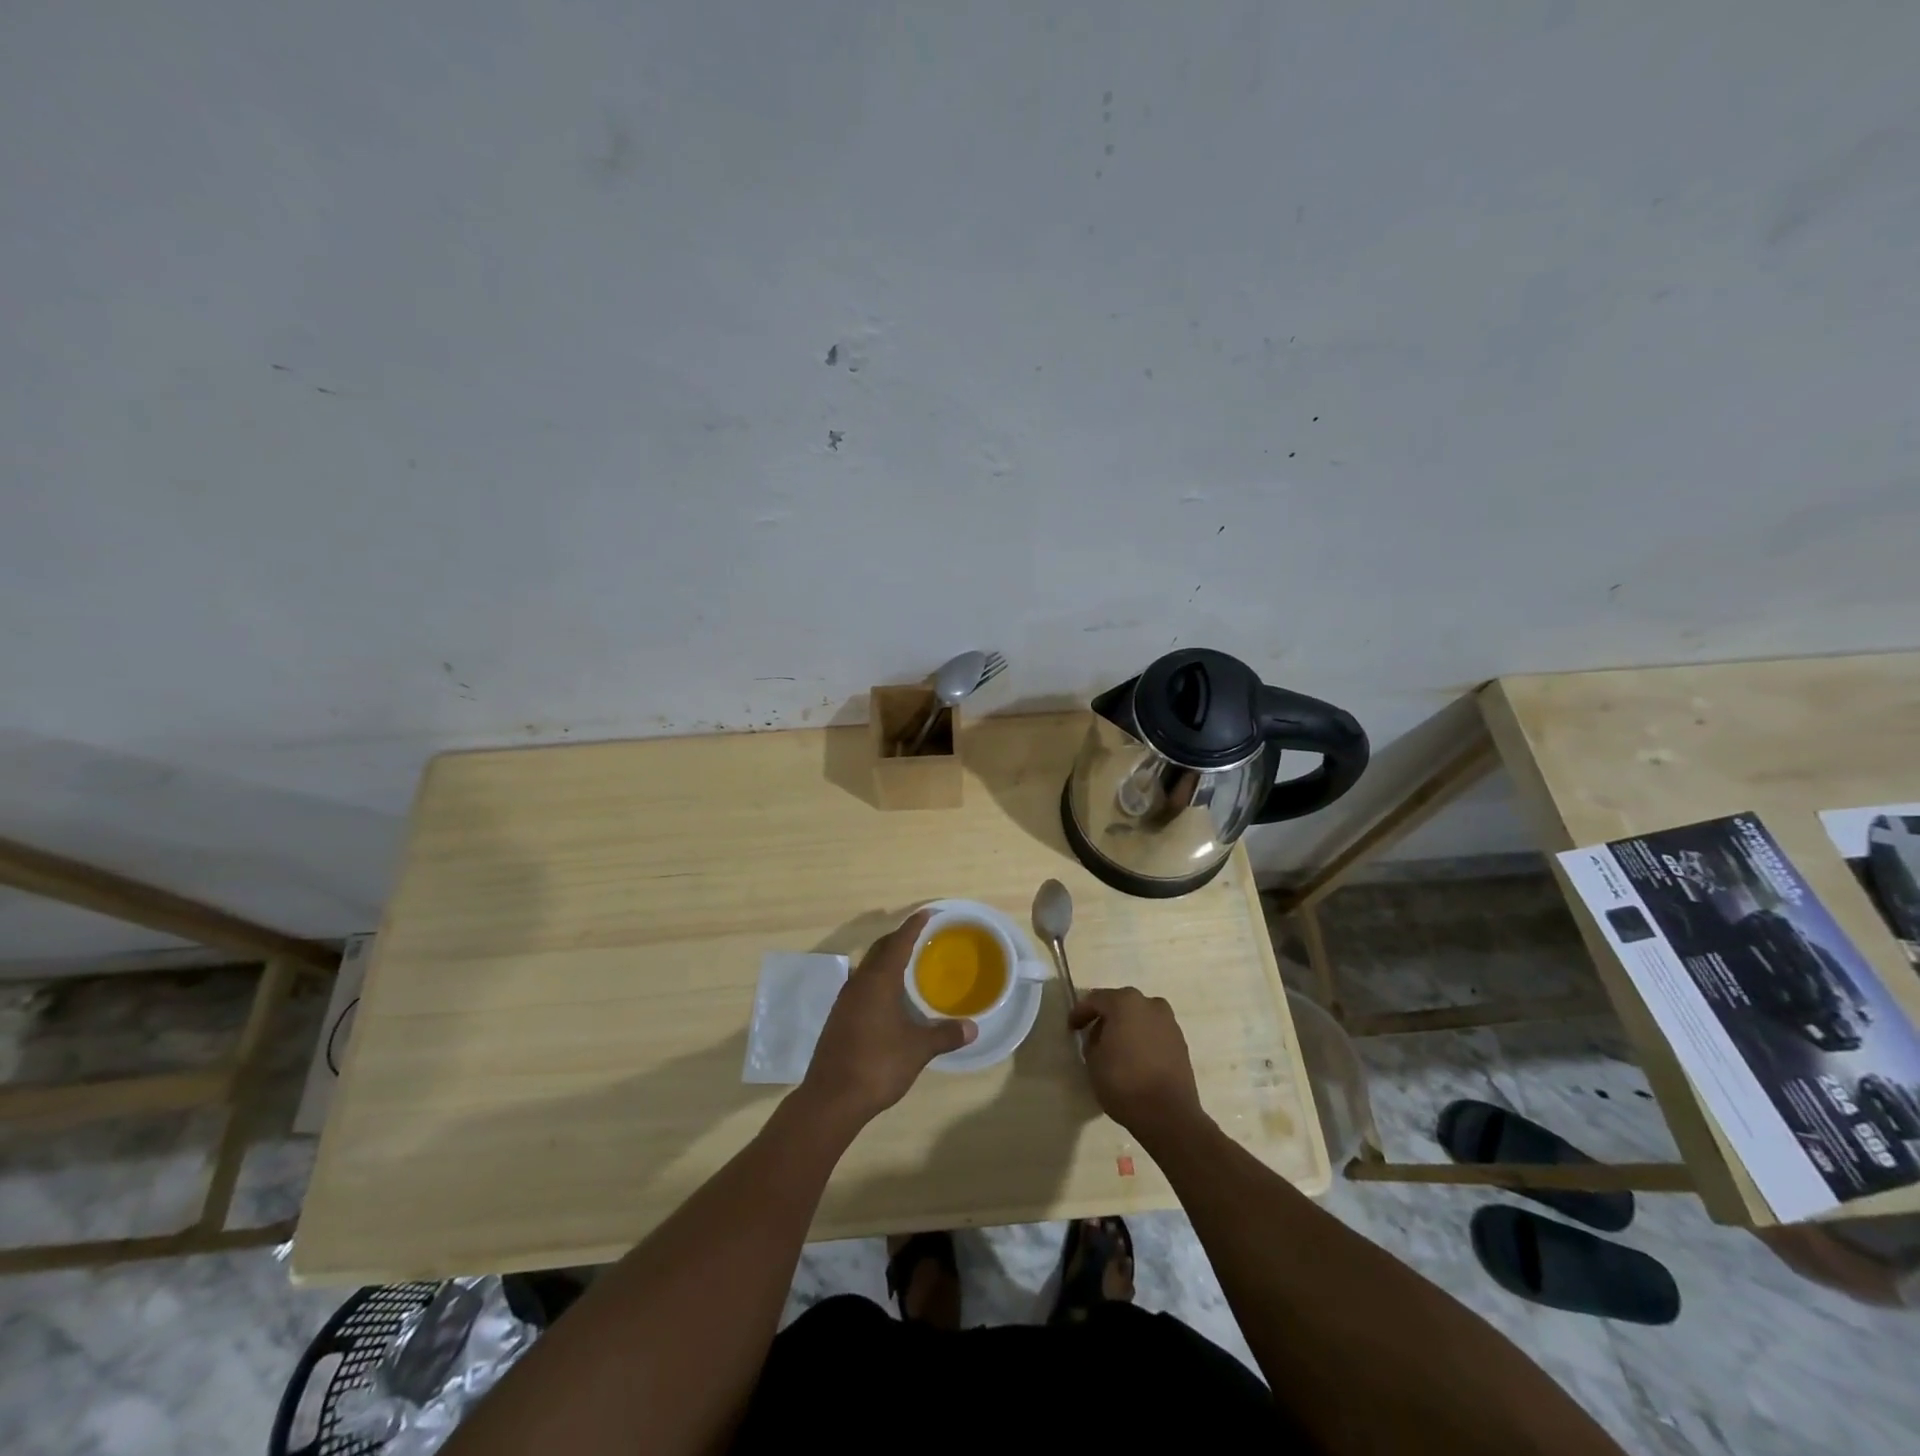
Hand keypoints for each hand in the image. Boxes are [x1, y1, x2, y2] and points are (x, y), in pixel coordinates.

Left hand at [800, 910, 975, 1126]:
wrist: (831, 1099)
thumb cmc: (877, 1065)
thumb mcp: (918, 1049)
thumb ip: (945, 1035)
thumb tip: (972, 1028)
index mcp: (878, 981)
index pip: (898, 942)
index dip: (913, 926)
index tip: (927, 914)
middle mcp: (859, 983)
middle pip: (879, 950)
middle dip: (899, 939)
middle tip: (921, 937)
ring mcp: (845, 1001)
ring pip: (868, 968)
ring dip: (886, 960)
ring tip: (907, 965)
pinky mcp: (839, 1018)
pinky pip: (861, 986)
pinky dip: (878, 981)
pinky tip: (889, 999)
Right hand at [1069, 987, 1204, 1143]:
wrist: (1168, 1115)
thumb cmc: (1123, 1082)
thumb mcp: (1093, 1060)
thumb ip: (1092, 1040)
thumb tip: (1100, 1036)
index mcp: (1125, 1002)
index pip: (1095, 999)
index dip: (1080, 1012)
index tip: (1071, 1028)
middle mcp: (1150, 1004)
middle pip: (1120, 1004)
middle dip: (1105, 1017)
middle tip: (1092, 1035)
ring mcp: (1169, 1022)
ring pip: (1139, 1017)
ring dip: (1126, 1027)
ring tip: (1115, 1048)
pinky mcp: (1181, 1042)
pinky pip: (1153, 1033)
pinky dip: (1142, 1039)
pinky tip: (1134, 1058)